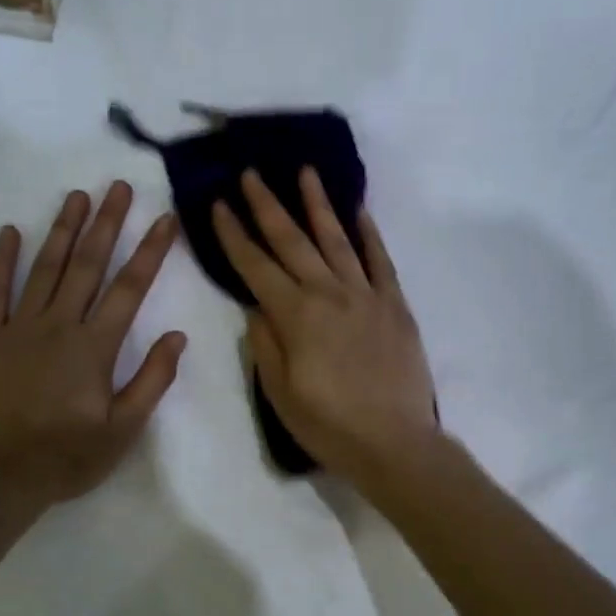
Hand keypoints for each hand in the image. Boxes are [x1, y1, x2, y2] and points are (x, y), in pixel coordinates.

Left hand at [0, 182, 185, 511]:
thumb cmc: (67, 457)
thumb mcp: (124, 429)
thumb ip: (152, 380)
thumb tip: (177, 336)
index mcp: (95, 347)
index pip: (130, 289)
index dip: (150, 252)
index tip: (165, 219)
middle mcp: (59, 326)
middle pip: (88, 265)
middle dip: (107, 223)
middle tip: (119, 186)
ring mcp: (17, 328)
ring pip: (45, 268)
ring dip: (64, 230)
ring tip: (77, 196)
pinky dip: (3, 260)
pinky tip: (11, 231)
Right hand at [212, 168, 438, 484]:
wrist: (394, 442)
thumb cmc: (329, 425)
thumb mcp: (280, 393)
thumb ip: (265, 344)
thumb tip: (256, 306)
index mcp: (296, 316)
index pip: (256, 266)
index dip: (234, 235)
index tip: (219, 204)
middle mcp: (330, 294)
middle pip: (293, 241)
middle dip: (268, 205)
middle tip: (251, 174)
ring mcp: (366, 296)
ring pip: (338, 240)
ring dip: (318, 205)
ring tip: (305, 173)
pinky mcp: (395, 305)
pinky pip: (381, 261)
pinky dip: (370, 235)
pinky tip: (359, 212)